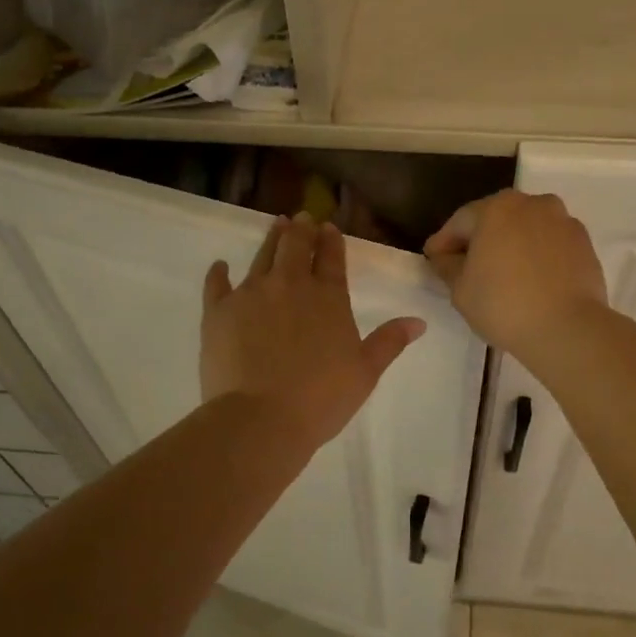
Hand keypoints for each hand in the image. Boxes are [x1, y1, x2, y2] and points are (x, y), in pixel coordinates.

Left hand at [202, 214, 424, 454]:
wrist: (261, 418)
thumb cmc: (321, 398)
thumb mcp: (365, 372)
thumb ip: (389, 342)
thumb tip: (418, 321)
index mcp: (328, 297)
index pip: (331, 258)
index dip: (331, 241)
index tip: (329, 228)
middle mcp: (290, 285)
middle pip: (295, 247)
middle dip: (301, 230)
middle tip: (302, 218)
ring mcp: (251, 294)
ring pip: (262, 256)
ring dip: (272, 239)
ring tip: (276, 225)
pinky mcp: (219, 311)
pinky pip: (217, 284)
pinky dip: (219, 273)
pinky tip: (220, 266)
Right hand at [424, 190, 607, 356]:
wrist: (568, 328)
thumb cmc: (503, 305)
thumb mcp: (460, 289)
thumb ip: (448, 266)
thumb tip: (446, 257)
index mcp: (496, 208)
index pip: (460, 222)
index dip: (443, 242)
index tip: (432, 259)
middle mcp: (532, 204)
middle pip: (496, 219)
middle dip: (478, 239)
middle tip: (464, 265)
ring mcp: (563, 221)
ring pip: (526, 229)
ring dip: (510, 245)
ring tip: (501, 273)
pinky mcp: (584, 243)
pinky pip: (549, 244)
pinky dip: (536, 256)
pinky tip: (529, 279)